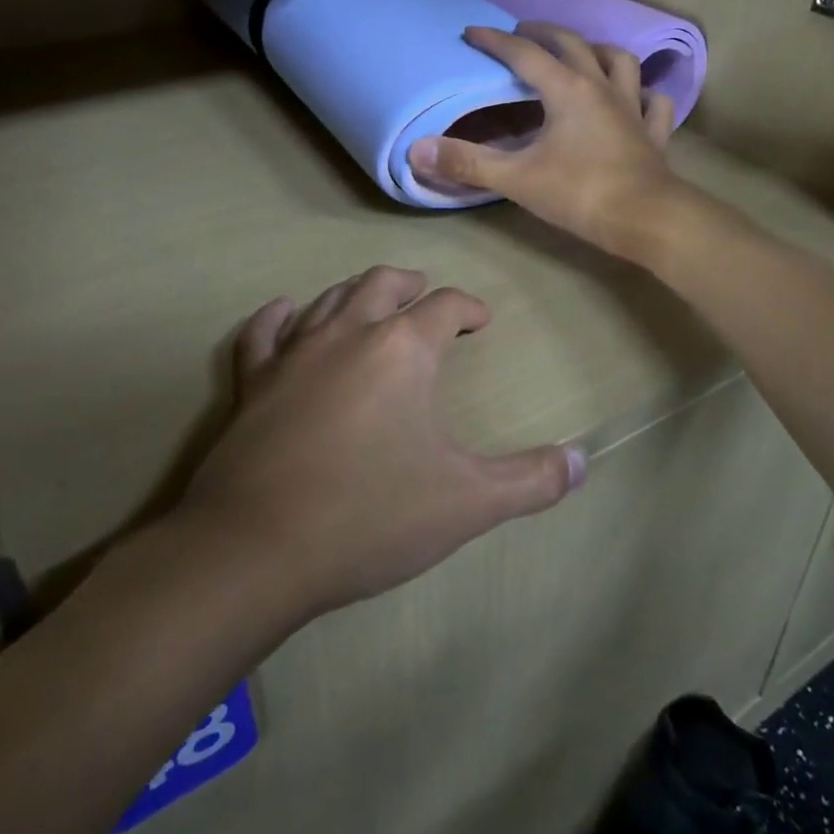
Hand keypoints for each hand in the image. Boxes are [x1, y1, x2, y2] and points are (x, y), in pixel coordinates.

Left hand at [177, 267, 584, 618]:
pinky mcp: (251, 383)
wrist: (256, 549)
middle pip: (382, 284)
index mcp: (401, 349)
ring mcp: (293, 355)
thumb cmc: (369, 516)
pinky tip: (285, 313)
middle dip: (410, 285)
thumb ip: (531, 480)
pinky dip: (277, 318)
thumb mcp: (466, 503)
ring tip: (373, 302)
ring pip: (329, 299)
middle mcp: (347, 334)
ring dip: (356, 293)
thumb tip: (582, 462)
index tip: (480, 321)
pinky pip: (262, 334)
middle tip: (425, 296)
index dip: (468, 307)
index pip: (444, 306)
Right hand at [409, 22, 683, 257]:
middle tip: (522, 32)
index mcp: (567, 90)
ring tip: (581, 53)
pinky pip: (652, 102)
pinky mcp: (653, 133)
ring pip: (620, 62)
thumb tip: (416, 150)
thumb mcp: (517, 179)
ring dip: (597, 51)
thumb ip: (467, 162)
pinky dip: (642, 94)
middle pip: (572, 45)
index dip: (495, 41)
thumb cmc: (580, 194)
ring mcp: (633, 108)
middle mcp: (601, 87)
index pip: (524, 54)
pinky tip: (635, 98)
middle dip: (543, 33)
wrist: (647, 219)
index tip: (471, 33)